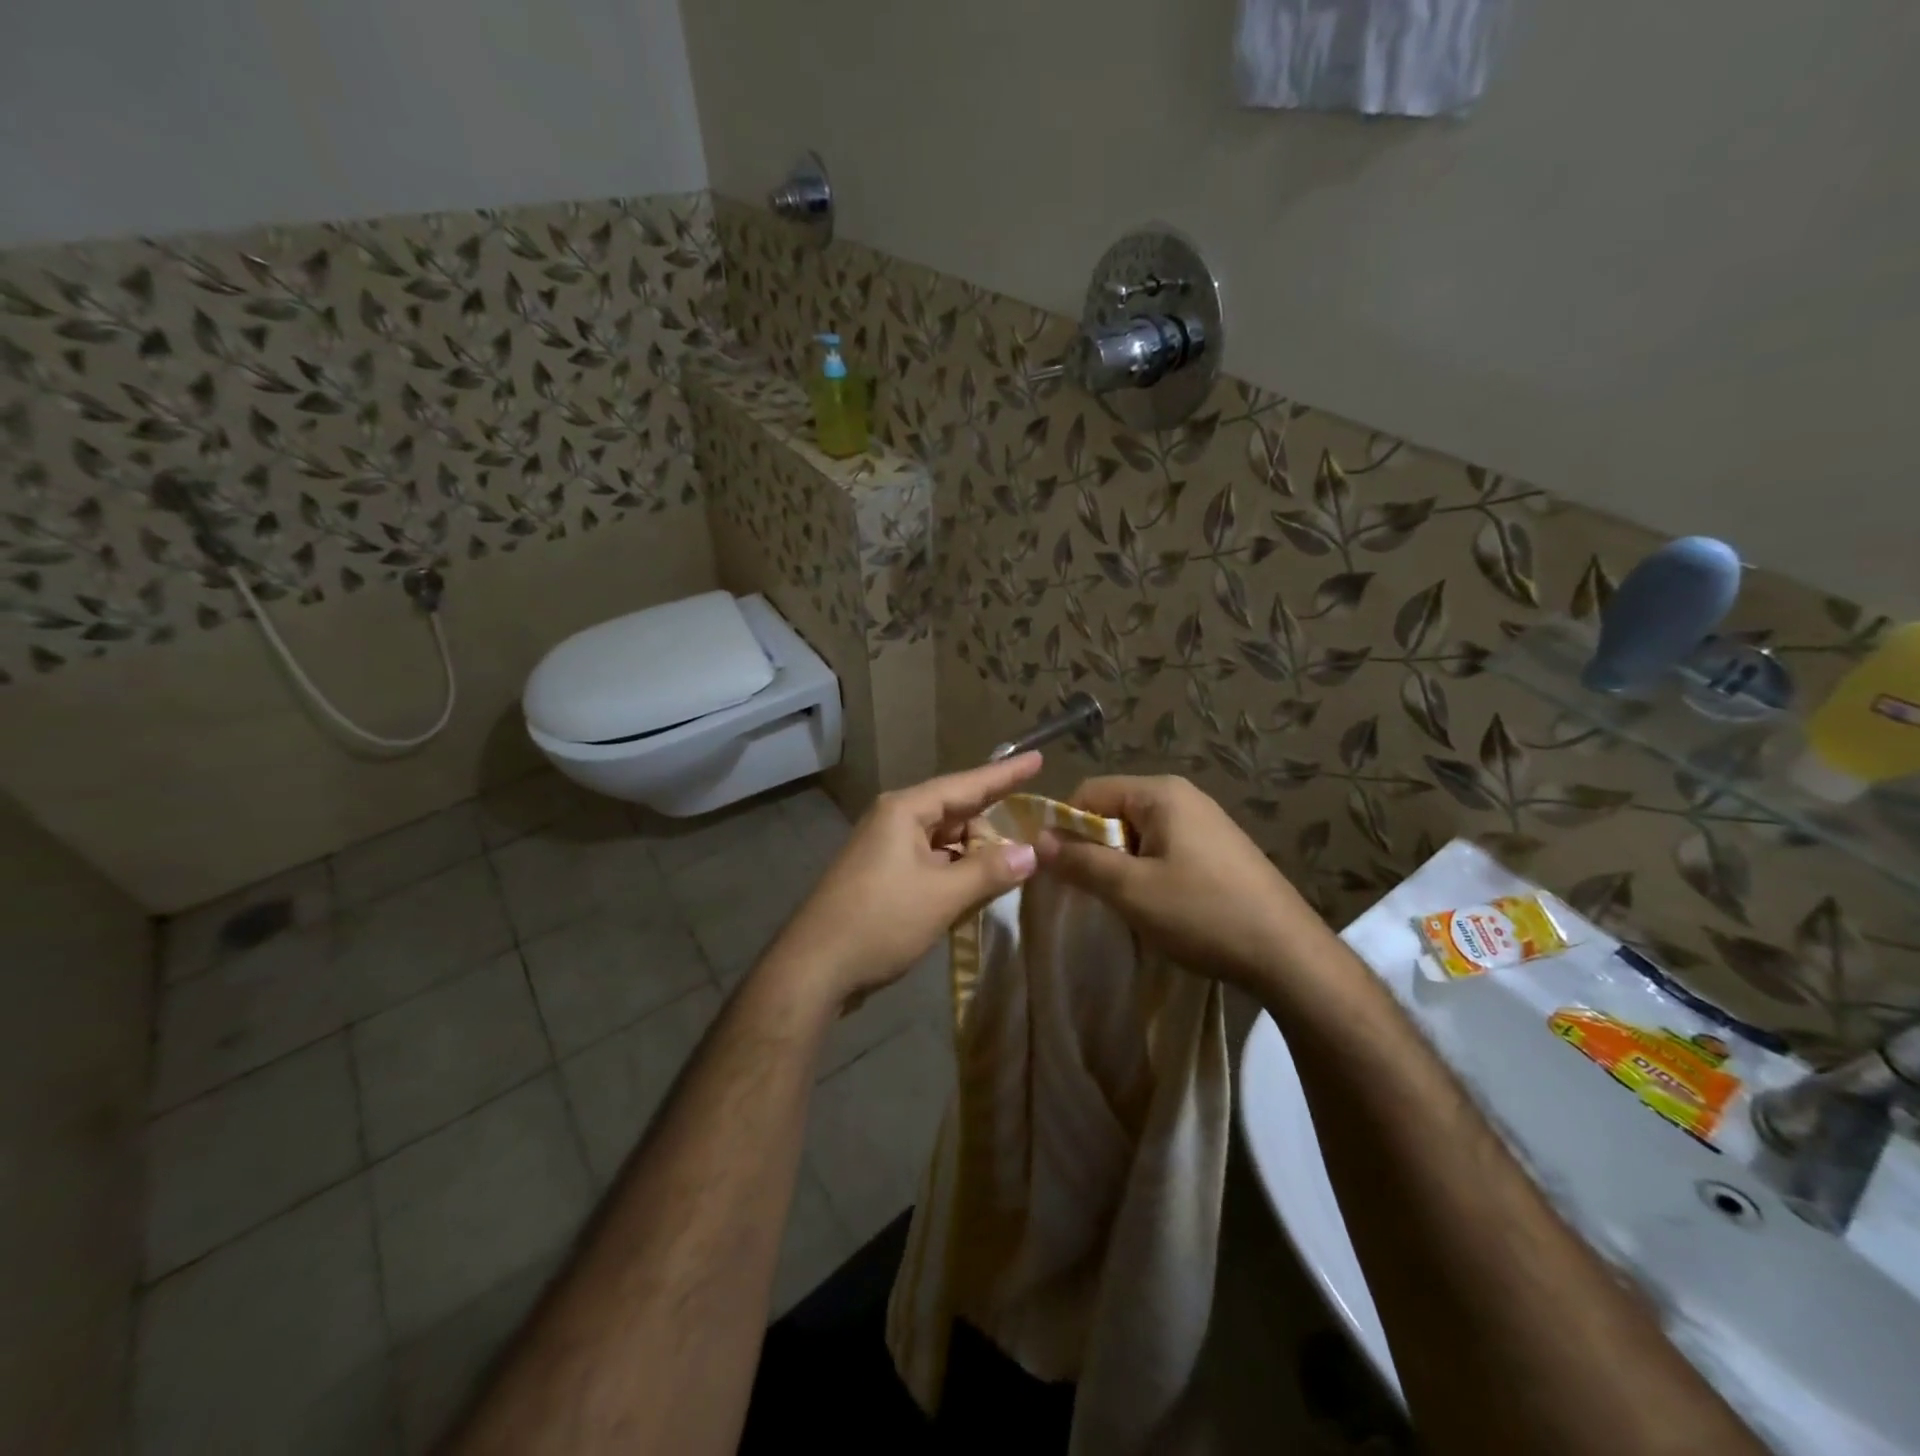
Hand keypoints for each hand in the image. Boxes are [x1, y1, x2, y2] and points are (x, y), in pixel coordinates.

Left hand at [759, 753, 1043, 1011]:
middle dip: (989, 836)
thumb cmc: (880, 921)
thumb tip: (1032, 852)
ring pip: (945, 843)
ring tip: (995, 886)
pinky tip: (967, 898)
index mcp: (906, 810)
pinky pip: (930, 863)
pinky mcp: (882, 875)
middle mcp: (894, 819)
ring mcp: (885, 848)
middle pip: (957, 815)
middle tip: (1019, 864)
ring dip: (971, 861)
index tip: (1039, 758)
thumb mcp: (943, 896)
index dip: (1006, 774)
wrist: (814, 968)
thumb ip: (990, 871)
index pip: (967, 784)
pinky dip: (952, 876)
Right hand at [1036, 774, 1322, 991]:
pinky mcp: (1218, 849)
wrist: (1288, 954)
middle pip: (1113, 811)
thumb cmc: (1203, 913)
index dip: (1064, 826)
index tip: (1055, 868)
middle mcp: (1183, 797)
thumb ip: (1080, 861)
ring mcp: (1205, 822)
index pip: (1089, 792)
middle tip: (1088, 890)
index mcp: (1161, 793)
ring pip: (1137, 834)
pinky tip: (1156, 905)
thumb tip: (1037, 840)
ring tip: (1122, 902)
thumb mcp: (1131, 889)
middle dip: (1093, 847)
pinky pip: (1163, 848)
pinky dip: (1146, 871)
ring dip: (1119, 863)